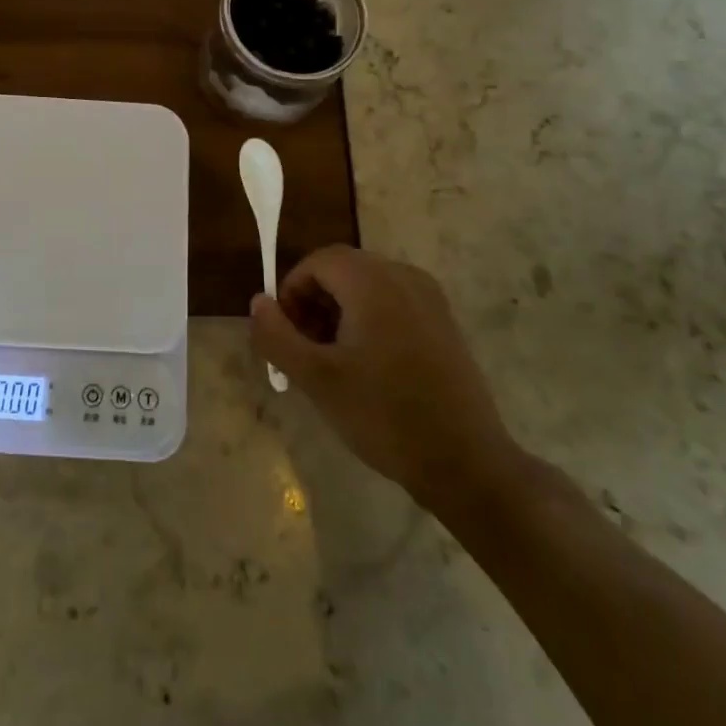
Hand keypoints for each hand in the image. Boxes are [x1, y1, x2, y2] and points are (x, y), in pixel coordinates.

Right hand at [250, 245, 518, 513]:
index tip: (286, 333)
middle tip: (305, 349)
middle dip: (314, 301)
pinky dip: (369, 319)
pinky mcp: (444, 322)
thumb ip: (277, 335)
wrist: (467, 464)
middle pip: (342, 269)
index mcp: (373, 283)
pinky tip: (369, 366)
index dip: (292, 290)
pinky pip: (393, 302)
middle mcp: (404, 277)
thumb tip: (258, 302)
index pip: (317, 261)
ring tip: (334, 361)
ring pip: (367, 286)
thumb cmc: (384, 416)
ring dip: (340, 311)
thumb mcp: (316, 379)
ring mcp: (430, 299)